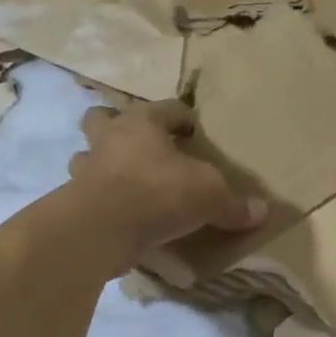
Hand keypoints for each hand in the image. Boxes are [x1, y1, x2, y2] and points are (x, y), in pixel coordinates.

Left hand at [67, 101, 265, 261]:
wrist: (101, 228)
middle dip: (119, 126)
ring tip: (124, 180)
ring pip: (86, 155)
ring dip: (101, 163)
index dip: (183, 117)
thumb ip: (233, 204)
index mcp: (142, 123)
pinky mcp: (74, 201)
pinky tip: (118, 214)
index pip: (166, 108)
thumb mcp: (209, 196)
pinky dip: (100, 199)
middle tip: (143, 146)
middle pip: (104, 118)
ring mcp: (86, 169)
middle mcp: (109, 139)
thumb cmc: (157, 193)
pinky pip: (86, 192)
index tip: (195, 131)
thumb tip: (261, 212)